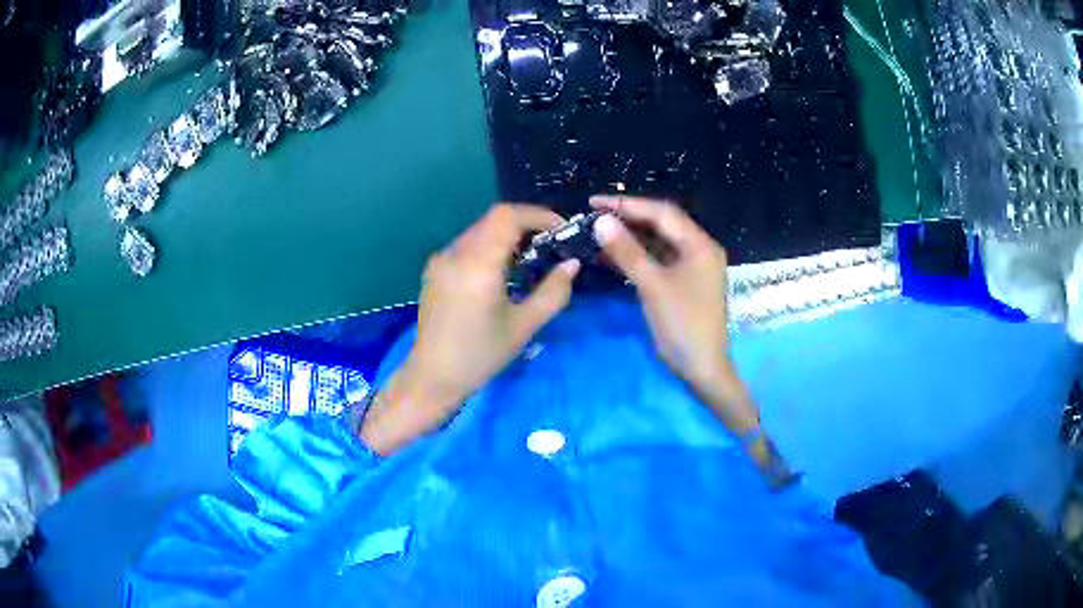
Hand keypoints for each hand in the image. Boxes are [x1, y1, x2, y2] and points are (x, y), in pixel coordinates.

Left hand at [360, 204, 579, 454]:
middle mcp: (455, 253)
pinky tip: (500, 273)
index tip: (560, 229)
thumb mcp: (524, 326)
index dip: (537, 215)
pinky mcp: (434, 270)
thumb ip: (553, 292)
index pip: (507, 216)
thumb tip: (572, 264)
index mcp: (478, 265)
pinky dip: (489, 247)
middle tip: (549, 245)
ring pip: (479, 230)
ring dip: (506, 236)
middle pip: (493, 220)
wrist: (433, 377)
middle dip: (525, 226)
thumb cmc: (481, 356)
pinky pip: (466, 245)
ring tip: (528, 260)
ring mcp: (441, 260)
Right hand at [591, 195, 757, 433]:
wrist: (702, 368)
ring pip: (658, 243)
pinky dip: (636, 257)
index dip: (628, 204)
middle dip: (628, 218)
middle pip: (661, 225)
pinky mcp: (683, 283)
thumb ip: (628, 252)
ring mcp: (692, 267)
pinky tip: (612, 256)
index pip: (662, 213)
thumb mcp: (653, 286)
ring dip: (630, 238)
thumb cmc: (683, 325)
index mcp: (699, 244)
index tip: (595, 201)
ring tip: (598, 233)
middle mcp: (698, 249)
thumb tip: (601, 221)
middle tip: (594, 215)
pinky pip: (657, 261)